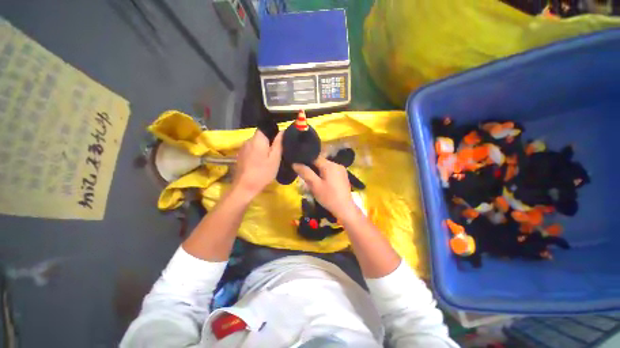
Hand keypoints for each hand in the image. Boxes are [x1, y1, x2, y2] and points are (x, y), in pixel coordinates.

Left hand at [232, 130, 282, 198]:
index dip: (273, 131)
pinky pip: (251, 149)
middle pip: (260, 136)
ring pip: (256, 143)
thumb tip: (282, 131)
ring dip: (263, 147)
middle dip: (269, 141)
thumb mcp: (275, 159)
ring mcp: (243, 148)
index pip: (265, 127)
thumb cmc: (263, 172)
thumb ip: (278, 144)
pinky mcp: (240, 155)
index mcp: (257, 139)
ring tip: (270, 157)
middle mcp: (248, 140)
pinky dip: (257, 152)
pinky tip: (260, 162)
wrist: (245, 187)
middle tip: (277, 151)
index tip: (280, 141)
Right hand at [293, 158, 356, 219]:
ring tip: (313, 181)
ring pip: (325, 166)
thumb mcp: (314, 185)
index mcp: (329, 165)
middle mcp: (336, 164)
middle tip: (306, 177)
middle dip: (312, 167)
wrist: (345, 209)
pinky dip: (325, 174)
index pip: (314, 157)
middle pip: (320, 161)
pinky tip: (322, 183)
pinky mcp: (343, 175)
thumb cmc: (328, 197)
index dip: (305, 161)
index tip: (299, 167)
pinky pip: (331, 170)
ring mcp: (341, 169)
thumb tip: (295, 163)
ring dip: (318, 171)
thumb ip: (305, 173)